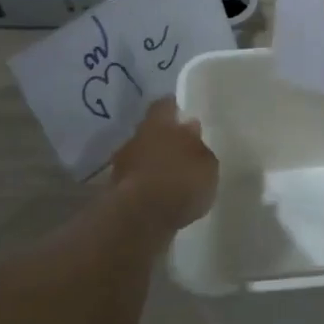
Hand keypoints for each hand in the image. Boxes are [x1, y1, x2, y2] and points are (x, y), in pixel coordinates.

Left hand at [112, 99, 217, 229]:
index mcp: (160, 124)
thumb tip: (191, 131)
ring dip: (152, 162)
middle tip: (179, 146)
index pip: (164, 106)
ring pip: (140, 155)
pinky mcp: (116, 190)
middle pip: (150, 131)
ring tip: (171, 174)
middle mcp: (138, 138)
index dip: (171, 108)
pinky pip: (136, 179)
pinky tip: (160, 194)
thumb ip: (199, 147)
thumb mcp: (206, 164)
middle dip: (162, 137)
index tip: (179, 111)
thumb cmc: (181, 180)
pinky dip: (146, 183)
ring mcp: (123, 164)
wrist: (141, 217)